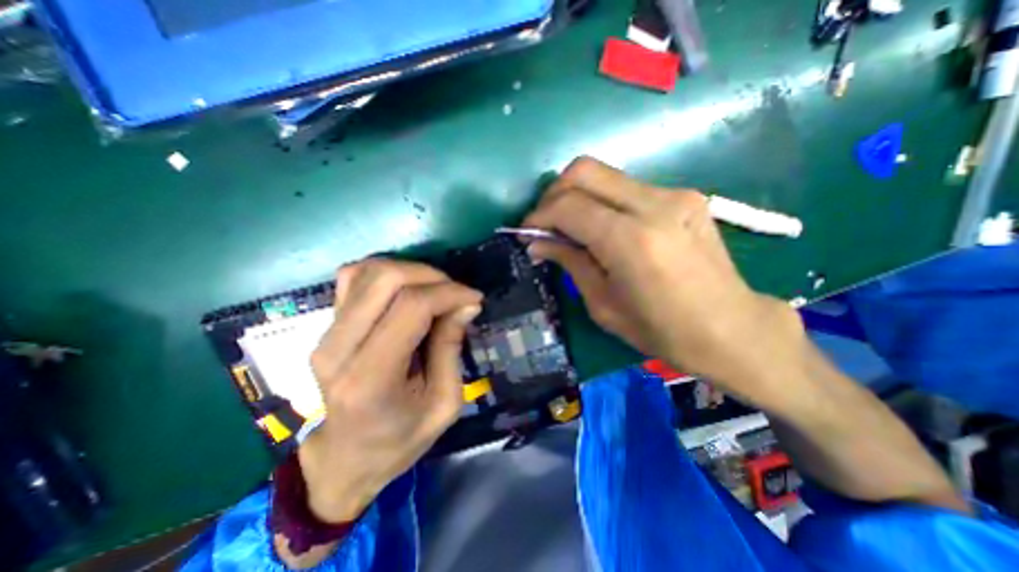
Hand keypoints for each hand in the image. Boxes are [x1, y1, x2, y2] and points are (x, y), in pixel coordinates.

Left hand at [299, 260, 482, 521]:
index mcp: (371, 378)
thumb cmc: (401, 439)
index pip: (412, 307)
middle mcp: (340, 348)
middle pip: (387, 279)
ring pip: (369, 271)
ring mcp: (326, 334)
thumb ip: (451, 347)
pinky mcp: (326, 326)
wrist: (346, 458)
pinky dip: (386, 272)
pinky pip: (353, 277)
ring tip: (435, 291)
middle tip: (456, 294)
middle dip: (432, 277)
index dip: (450, 293)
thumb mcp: (444, 403)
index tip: (475, 299)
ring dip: (411, 271)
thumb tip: (467, 304)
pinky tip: (407, 289)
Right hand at [525, 157, 804, 406]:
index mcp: (631, 241)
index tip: (527, 232)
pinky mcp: (685, 195)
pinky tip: (604, 227)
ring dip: (578, 195)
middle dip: (554, 193)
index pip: (568, 206)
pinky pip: (627, 187)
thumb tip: (538, 243)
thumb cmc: (661, 331)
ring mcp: (674, 194)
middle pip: (585, 170)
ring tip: (571, 226)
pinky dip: (603, 201)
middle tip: (546, 222)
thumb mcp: (603, 304)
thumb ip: (570, 262)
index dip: (539, 215)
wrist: (731, 328)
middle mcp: (654, 205)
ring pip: (605, 173)